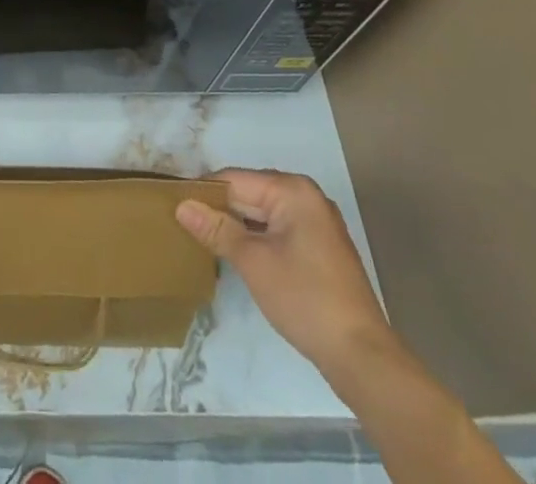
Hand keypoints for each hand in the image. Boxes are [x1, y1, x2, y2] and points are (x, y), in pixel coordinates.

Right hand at [176, 168, 394, 380]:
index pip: (234, 179)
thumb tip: (181, 206)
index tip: (174, 205)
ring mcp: (316, 223)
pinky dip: (256, 238)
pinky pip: (278, 230)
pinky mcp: (319, 248)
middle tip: (184, 224)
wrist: (361, 355)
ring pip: (263, 213)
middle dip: (220, 209)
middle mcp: (306, 197)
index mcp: (292, 190)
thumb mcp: (253, 262)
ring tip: (203, 238)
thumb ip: (216, 229)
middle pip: (250, 193)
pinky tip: (235, 253)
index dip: (203, 192)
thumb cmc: (304, 298)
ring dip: (237, 225)